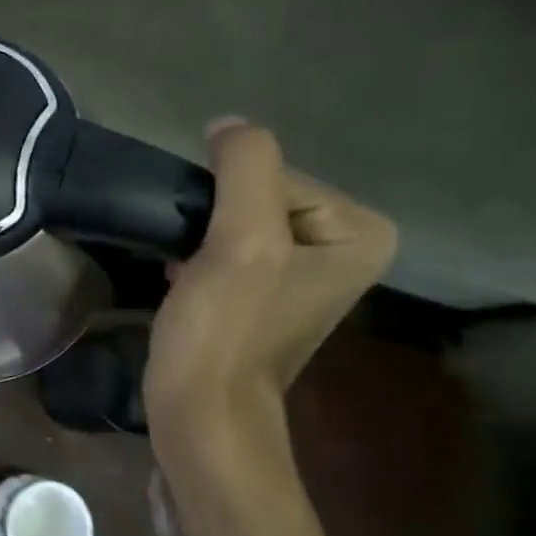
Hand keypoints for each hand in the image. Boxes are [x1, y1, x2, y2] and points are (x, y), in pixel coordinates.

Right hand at [144, 120, 396, 471]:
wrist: (201, 411)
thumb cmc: (225, 330)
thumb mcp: (242, 241)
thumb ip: (246, 168)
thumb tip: (226, 123)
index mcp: (358, 231)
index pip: (273, 175)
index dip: (224, 203)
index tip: (208, 248)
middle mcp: (341, 247)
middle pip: (255, 196)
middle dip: (211, 219)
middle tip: (191, 260)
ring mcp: (300, 273)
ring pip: (233, 221)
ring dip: (197, 236)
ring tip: (182, 270)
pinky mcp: (261, 293)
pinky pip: (225, 247)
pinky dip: (194, 255)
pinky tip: (178, 279)